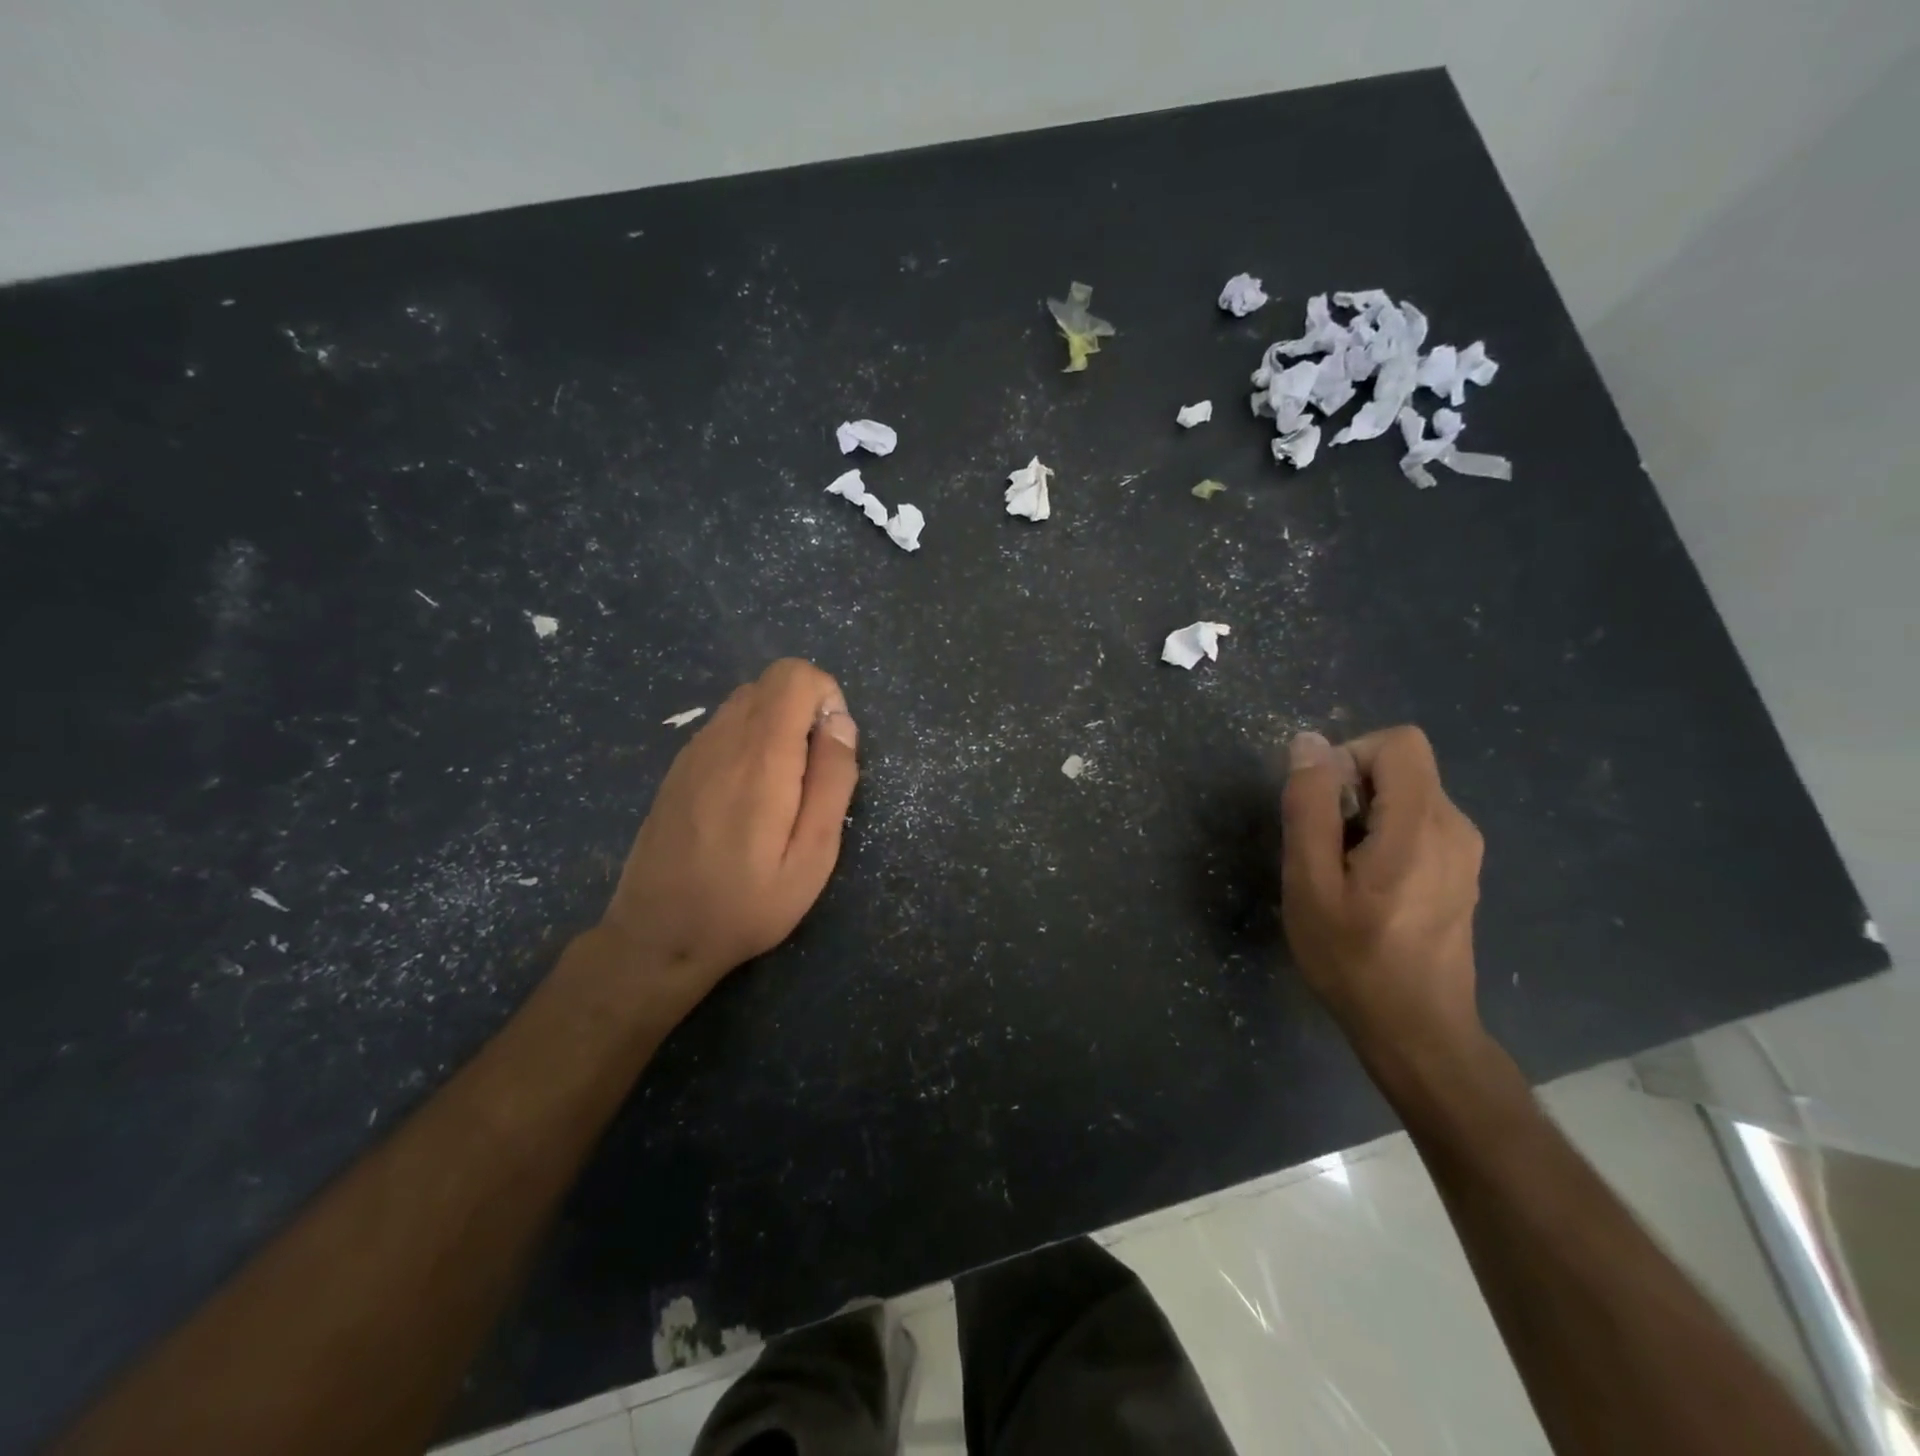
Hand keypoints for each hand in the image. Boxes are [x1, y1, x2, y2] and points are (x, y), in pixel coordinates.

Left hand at [597, 658, 859, 1021]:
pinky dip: (750, 742)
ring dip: (778, 727)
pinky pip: (724, 727)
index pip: (794, 675)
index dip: (826, 697)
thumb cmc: (747, 904)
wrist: (657, 937)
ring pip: (747, 702)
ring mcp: (693, 751)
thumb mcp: (813, 856)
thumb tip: (841, 723)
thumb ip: (833, 781)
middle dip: (806, 711)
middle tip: (812, 776)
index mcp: (760, 755)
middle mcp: (721, 738)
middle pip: (771, 682)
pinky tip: (747, 801)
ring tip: (782, 792)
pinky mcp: (679, 768)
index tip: (832, 749)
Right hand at [1279, 726, 1484, 1064]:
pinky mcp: (1462, 872)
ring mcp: (1466, 852)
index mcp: (1421, 825)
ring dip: (1365, 816)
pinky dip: (1385, 836)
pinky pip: (1419, 824)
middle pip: (1402, 767)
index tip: (1322, 806)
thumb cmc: (1352, 958)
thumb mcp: (1309, 881)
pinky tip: (1367, 887)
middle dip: (1352, 790)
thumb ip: (1309, 807)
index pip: (1398, 743)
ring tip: (1341, 872)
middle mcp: (1456, 828)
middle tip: (1323, 848)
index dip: (1350, 757)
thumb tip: (1309, 743)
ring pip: (1408, 796)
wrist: (1416, 1030)